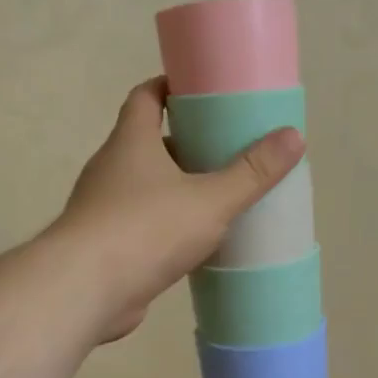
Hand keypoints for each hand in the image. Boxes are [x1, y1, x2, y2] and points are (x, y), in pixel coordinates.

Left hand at [51, 76, 303, 343]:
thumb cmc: (146, 229)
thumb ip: (251, 172)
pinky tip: (195, 241)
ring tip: (219, 195)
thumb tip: (294, 135)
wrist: (84, 291)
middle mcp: (111, 168)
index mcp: (131, 142)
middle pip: (148, 142)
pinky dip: (166, 224)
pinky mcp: (105, 245)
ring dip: (177, 187)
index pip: (146, 97)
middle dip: (185, 143)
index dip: (170, 87)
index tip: (201, 89)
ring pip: (145, 186)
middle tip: (226, 148)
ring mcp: (103, 208)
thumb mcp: (210, 199)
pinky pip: (141, 223)